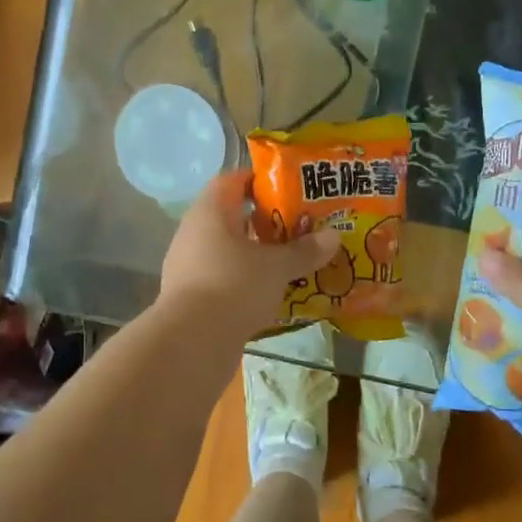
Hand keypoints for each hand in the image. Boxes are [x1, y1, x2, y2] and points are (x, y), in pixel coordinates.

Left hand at [159, 171, 339, 336]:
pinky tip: (269, 292)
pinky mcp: (190, 295)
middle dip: (263, 221)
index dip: (259, 180)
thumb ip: (304, 251)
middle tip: (298, 226)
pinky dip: (244, 279)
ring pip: (227, 249)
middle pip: (231, 215)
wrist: (192, 342)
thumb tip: (334, 236)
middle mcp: (193, 232)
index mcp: (210, 211)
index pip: (232, 180)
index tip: (289, 188)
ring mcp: (188, 265)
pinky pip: (222, 276)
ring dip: (255, 253)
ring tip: (289, 260)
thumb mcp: (276, 267)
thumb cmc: (234, 286)